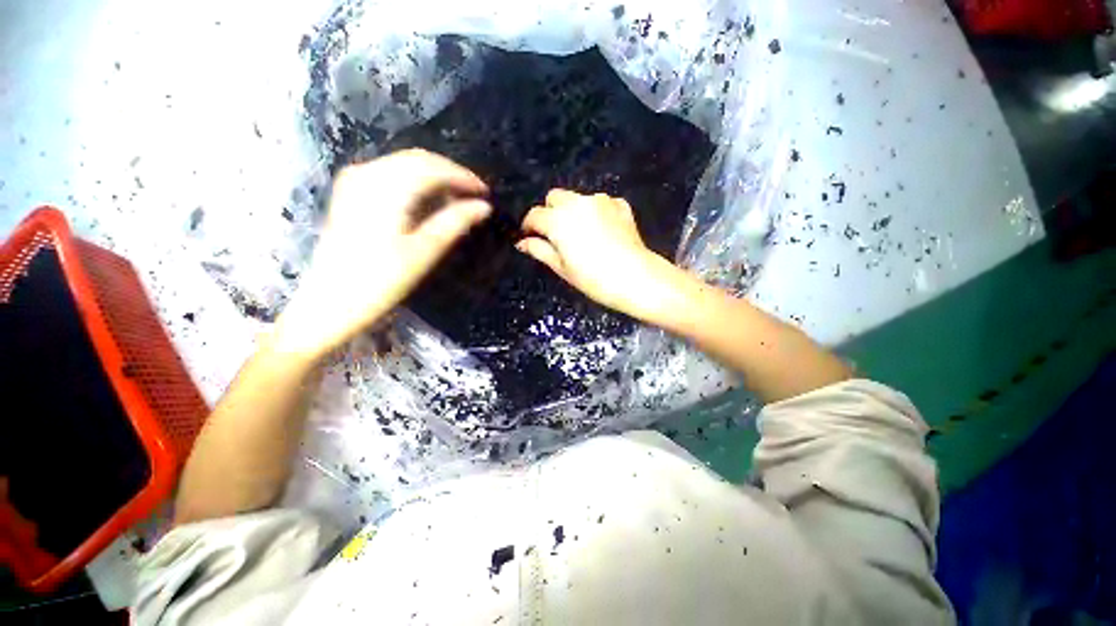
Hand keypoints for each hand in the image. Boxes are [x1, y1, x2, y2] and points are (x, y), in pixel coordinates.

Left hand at [275, 150, 490, 357]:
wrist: (330, 302)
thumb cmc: (381, 281)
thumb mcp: (424, 252)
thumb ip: (454, 223)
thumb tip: (484, 207)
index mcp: (386, 190)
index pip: (432, 168)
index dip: (462, 177)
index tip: (485, 192)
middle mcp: (367, 175)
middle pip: (417, 160)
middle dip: (450, 173)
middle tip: (474, 195)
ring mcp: (355, 181)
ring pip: (404, 164)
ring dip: (434, 176)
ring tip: (456, 198)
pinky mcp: (350, 193)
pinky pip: (390, 173)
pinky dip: (415, 181)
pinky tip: (427, 199)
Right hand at [517, 189, 677, 320]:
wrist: (634, 277)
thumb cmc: (593, 278)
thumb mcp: (562, 268)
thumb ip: (540, 250)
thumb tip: (522, 243)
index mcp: (558, 220)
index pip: (535, 215)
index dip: (529, 225)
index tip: (530, 236)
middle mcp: (577, 203)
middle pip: (555, 197)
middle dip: (550, 211)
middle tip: (556, 234)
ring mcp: (601, 201)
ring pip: (578, 198)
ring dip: (574, 210)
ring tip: (582, 233)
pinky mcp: (620, 205)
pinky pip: (601, 203)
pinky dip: (597, 212)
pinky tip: (603, 230)